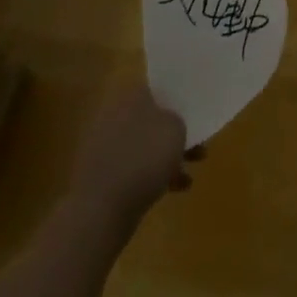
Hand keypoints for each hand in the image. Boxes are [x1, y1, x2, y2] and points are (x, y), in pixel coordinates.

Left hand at [66, 86, 199, 234]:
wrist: (101, 209)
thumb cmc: (143, 158)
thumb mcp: (176, 128)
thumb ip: (178, 119)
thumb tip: (170, 121)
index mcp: (130, 96)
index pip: (156, 88)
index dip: (176, 98)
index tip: (192, 112)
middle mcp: (114, 115)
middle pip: (151, 118)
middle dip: (173, 133)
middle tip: (196, 145)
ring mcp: (105, 147)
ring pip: (144, 145)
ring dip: (166, 157)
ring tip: (189, 173)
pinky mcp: (102, 176)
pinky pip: (134, 169)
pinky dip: (153, 176)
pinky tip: (174, 190)